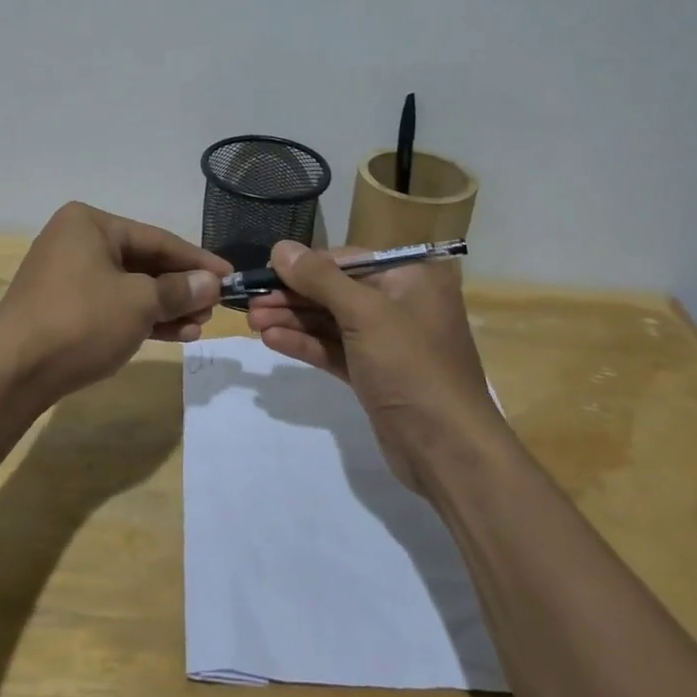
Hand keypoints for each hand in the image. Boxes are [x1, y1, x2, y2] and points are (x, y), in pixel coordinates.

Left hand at [0, 202, 229, 408]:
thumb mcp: (139, 302)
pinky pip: (112, 306)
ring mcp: (67, 277)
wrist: (13, 372)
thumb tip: (211, 283)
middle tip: (213, 308)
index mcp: (90, 223)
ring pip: (129, 288)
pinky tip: (174, 335)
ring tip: (198, 326)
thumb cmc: (80, 321)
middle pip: (143, 262)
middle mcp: (76, 242)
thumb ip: (179, 290)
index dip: (196, 260)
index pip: (157, 239)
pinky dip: (141, 319)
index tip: (229, 276)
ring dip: (165, 307)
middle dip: (180, 288)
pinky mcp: (63, 309)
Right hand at [246, 241, 499, 493]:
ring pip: (332, 322)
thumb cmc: (411, 366)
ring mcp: (388, 342)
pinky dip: (306, 344)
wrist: (447, 449)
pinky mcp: (375, 374)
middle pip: (336, 291)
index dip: (304, 265)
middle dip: (292, 296)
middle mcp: (401, 303)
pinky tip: (272, 340)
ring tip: (252, 321)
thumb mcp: (365, 314)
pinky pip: (335, 349)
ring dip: (293, 320)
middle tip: (249, 302)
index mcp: (411, 278)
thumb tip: (280, 247)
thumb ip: (320, 278)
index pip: (347, 260)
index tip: (264, 271)